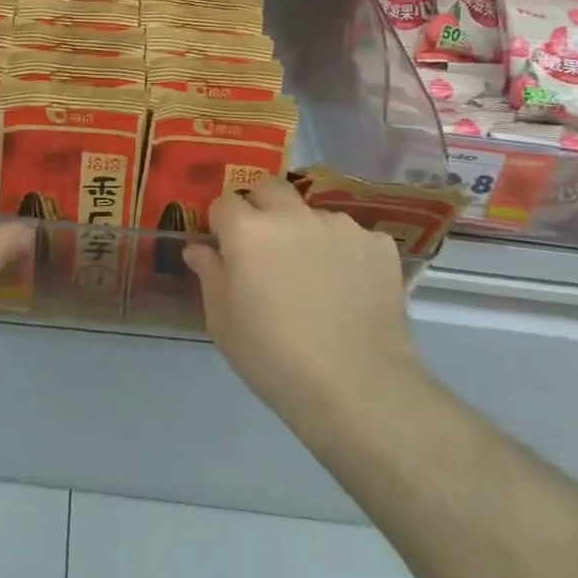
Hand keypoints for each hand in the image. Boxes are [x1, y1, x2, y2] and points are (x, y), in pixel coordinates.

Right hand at [184, 178, 422, 438]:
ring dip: (307, 233)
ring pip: (313, 214)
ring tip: (316, 277)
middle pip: (270, 189)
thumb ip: (209, 275)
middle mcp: (292, 215)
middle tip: (267, 247)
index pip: (225, 203)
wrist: (358, 388)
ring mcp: (339, 226)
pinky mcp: (378, 244)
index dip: (223, 225)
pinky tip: (351, 289)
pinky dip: (347, 254)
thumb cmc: (274, 358)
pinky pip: (354, 237)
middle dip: (262, 207)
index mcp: (247, 230)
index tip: (228, 250)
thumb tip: (198, 248)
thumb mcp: (224, 323)